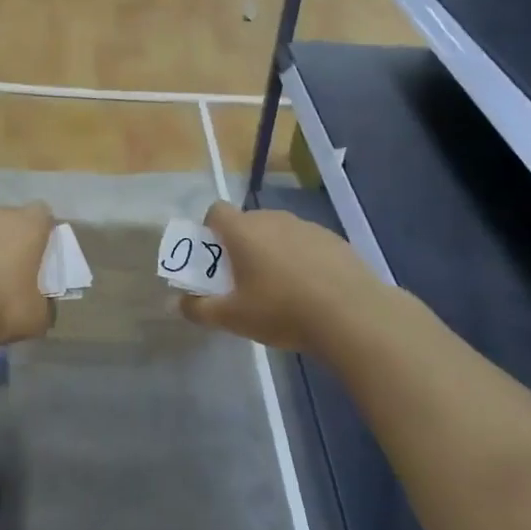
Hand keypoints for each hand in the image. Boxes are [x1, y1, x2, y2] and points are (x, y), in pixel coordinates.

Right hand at [178, 202, 380, 354]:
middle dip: (241, 246)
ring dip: (273, 252)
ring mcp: (306, 226)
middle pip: (248, 223)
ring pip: (279, 233)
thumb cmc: (281, 310)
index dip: (210, 230)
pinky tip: (311, 291)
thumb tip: (179, 303)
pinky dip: (302, 259)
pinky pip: (306, 244)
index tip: (214, 259)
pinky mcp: (334, 239)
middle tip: (244, 281)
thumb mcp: (232, 318)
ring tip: (281, 289)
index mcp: (243, 231)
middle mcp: (273, 219)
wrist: (352, 314)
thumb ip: (199, 309)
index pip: (216, 211)